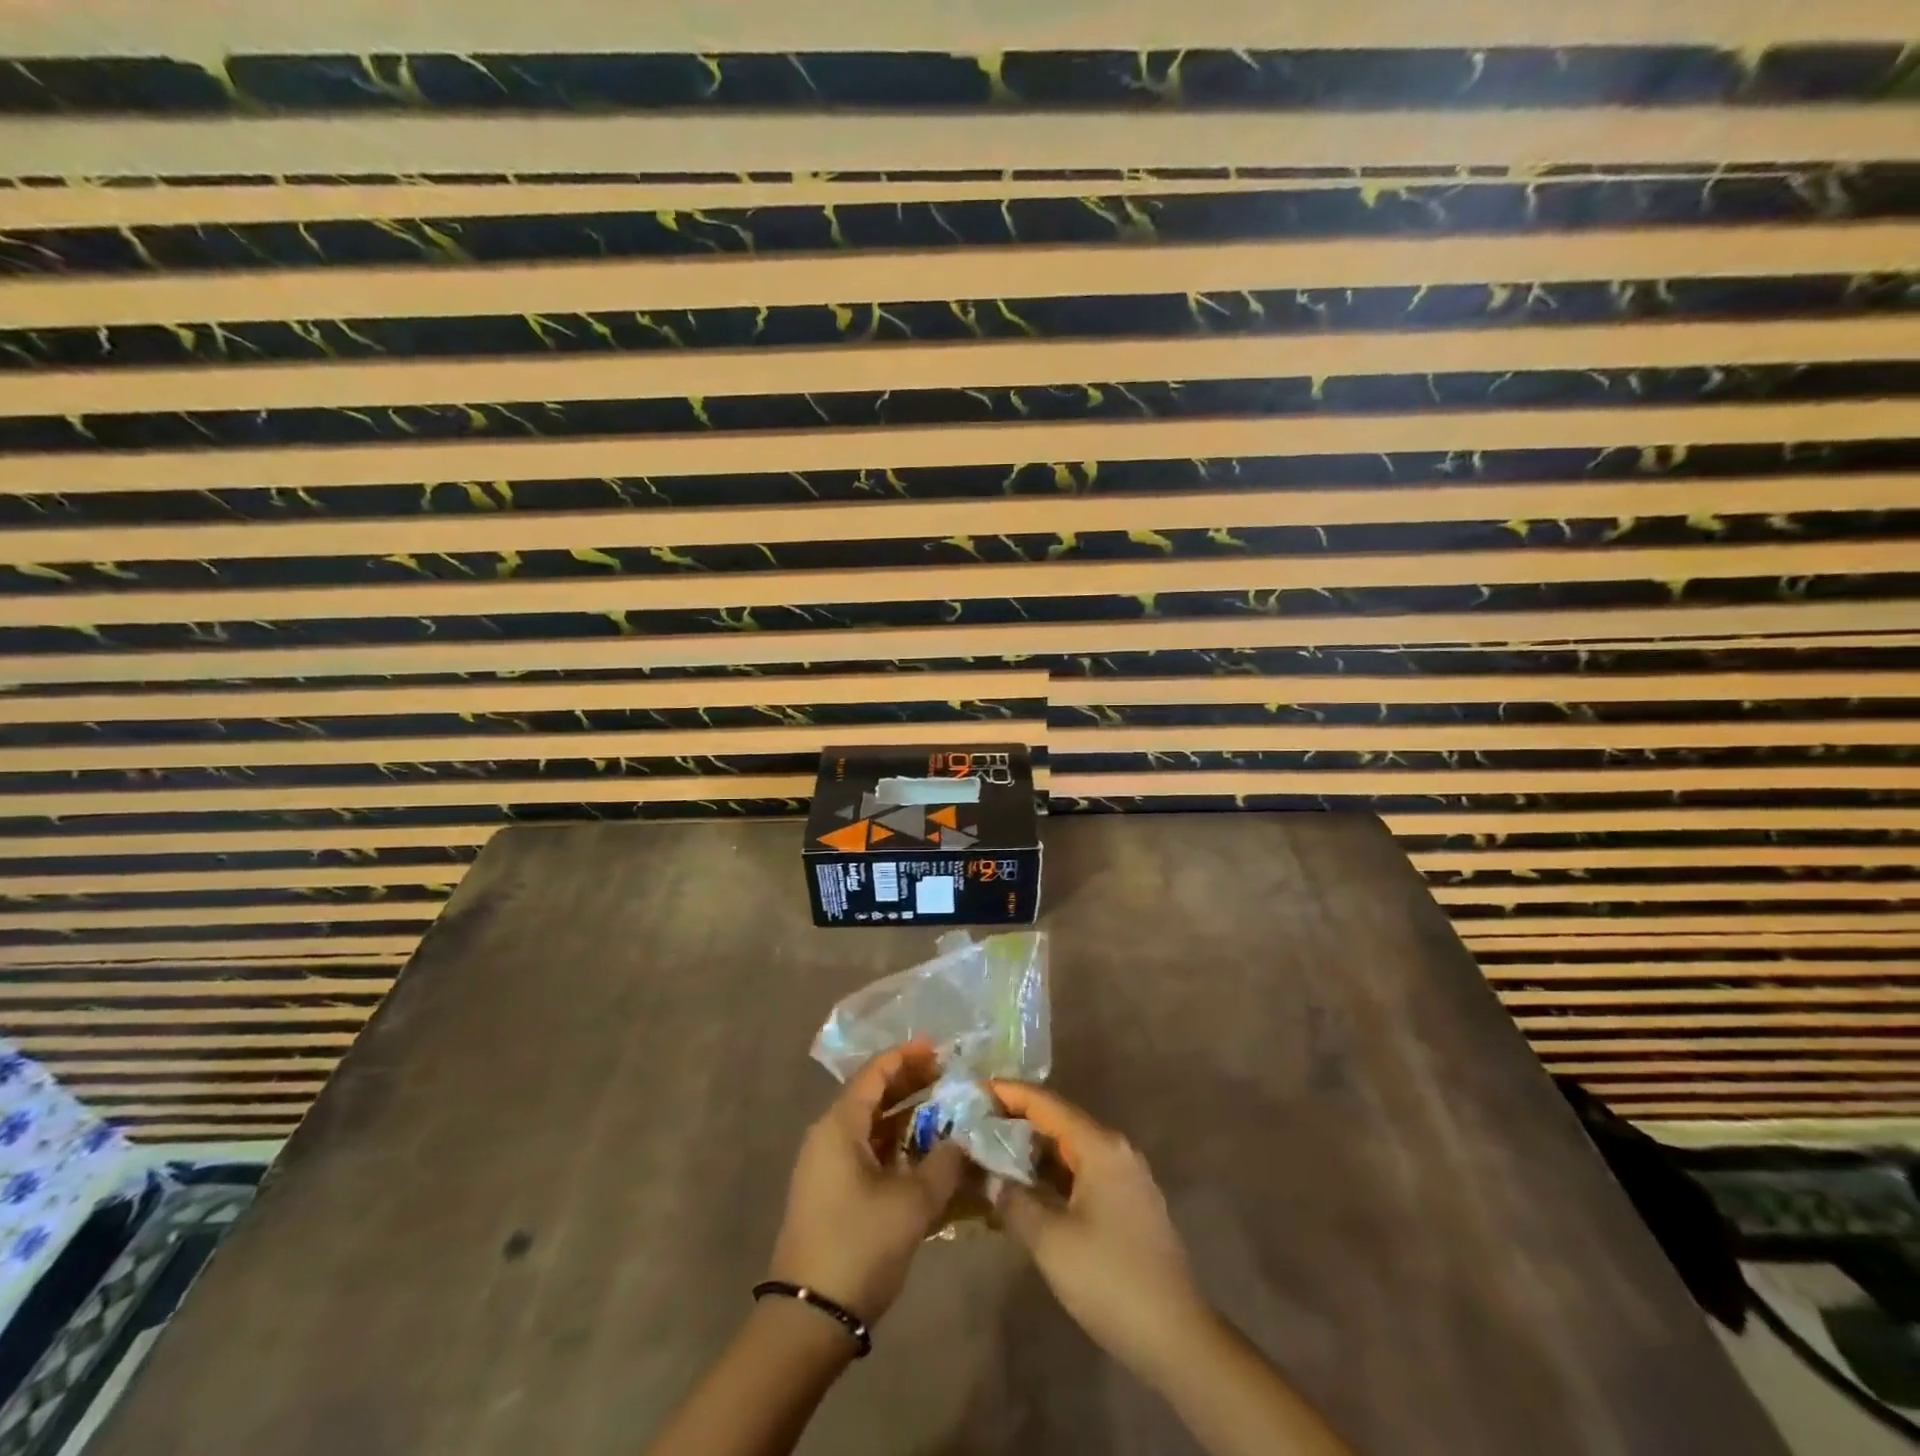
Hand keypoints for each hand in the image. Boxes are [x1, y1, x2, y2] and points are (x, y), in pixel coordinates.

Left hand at [767, 1040, 966, 1327]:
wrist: (809, 1317)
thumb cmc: (859, 1245)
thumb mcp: (912, 1203)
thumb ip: (944, 1163)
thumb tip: (965, 1138)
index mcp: (840, 1125)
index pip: (875, 1072)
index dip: (907, 1056)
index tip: (939, 1049)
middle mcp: (828, 1136)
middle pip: (872, 1095)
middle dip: (910, 1084)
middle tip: (948, 1078)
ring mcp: (826, 1166)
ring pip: (871, 1125)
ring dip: (905, 1117)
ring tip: (944, 1113)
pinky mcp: (831, 1192)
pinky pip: (866, 1151)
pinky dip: (895, 1145)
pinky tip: (924, 1154)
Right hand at [989, 1081, 1211, 1380]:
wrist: (1176, 1337)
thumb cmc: (1109, 1279)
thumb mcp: (1050, 1241)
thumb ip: (1013, 1200)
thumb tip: (988, 1178)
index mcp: (1100, 1146)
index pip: (1046, 1104)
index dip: (1009, 1093)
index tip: (975, 1089)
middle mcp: (1115, 1150)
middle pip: (1058, 1122)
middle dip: (1016, 1123)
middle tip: (975, 1125)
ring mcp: (1125, 1177)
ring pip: (1069, 1150)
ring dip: (1032, 1153)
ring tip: (991, 1156)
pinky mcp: (1127, 1203)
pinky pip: (1081, 1173)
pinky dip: (1051, 1175)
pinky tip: (1026, 1191)